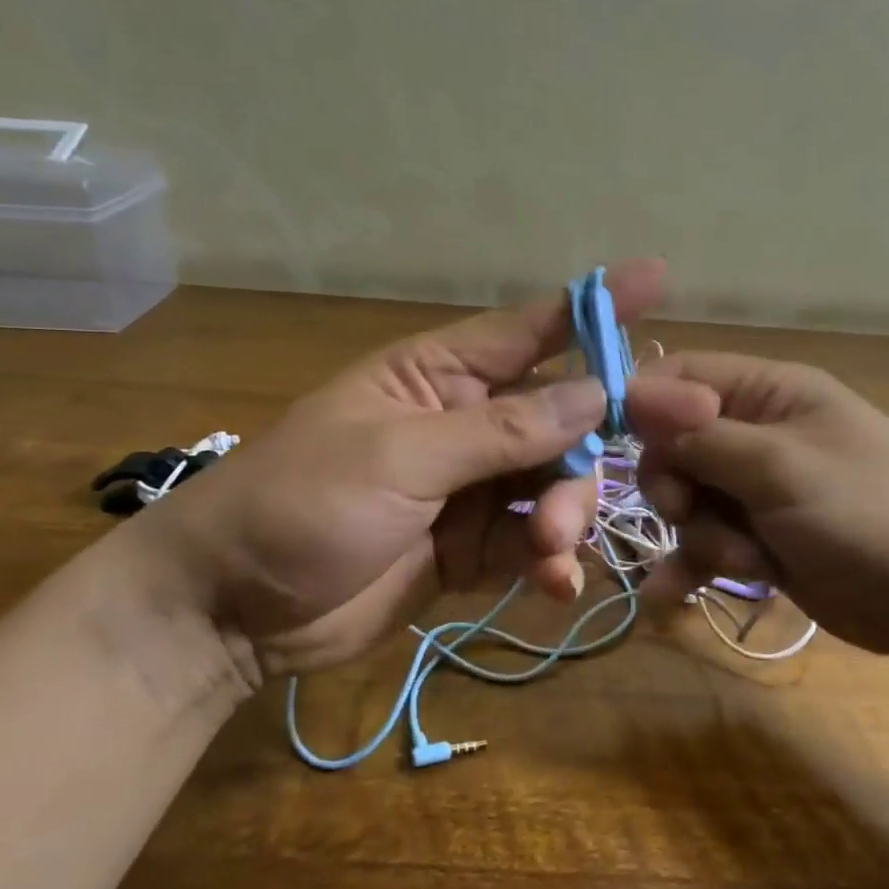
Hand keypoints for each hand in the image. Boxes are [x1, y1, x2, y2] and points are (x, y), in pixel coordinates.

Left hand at [134, 262, 716, 676]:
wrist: (231, 610)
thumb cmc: (300, 505)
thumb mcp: (400, 458)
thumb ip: (501, 430)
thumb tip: (593, 395)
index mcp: (439, 375)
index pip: (531, 328)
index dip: (595, 306)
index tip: (658, 278)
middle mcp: (466, 422)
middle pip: (560, 421)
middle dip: (585, 455)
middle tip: (609, 490)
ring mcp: (472, 487)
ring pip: (554, 486)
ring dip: (564, 518)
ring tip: (549, 554)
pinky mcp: (472, 547)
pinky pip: (533, 544)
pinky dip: (550, 563)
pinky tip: (553, 586)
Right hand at [633, 353, 888, 661]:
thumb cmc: (873, 514)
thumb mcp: (782, 468)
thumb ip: (702, 436)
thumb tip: (630, 394)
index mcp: (771, 392)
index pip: (681, 378)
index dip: (643, 407)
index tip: (616, 448)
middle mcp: (759, 433)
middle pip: (674, 445)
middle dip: (675, 487)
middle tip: (690, 513)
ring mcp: (760, 491)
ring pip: (688, 502)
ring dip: (701, 537)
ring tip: (746, 565)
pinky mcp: (763, 541)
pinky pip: (707, 545)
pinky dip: (690, 567)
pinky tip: (667, 599)